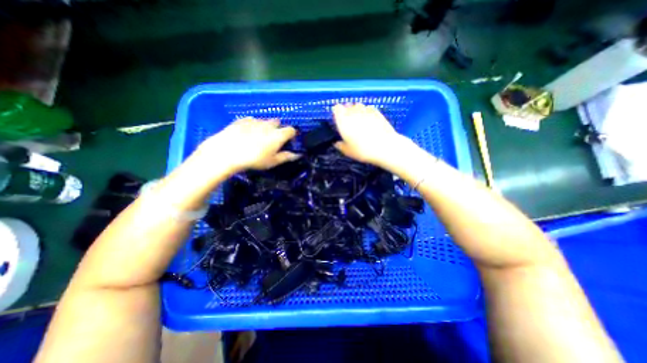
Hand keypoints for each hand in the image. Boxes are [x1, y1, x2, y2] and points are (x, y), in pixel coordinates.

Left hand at [196, 117, 298, 171]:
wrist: (227, 151)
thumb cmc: (254, 159)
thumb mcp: (272, 162)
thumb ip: (286, 157)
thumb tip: (297, 155)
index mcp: (278, 135)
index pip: (291, 130)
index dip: (291, 135)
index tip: (288, 141)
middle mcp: (269, 125)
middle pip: (278, 122)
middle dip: (278, 129)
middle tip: (273, 140)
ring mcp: (255, 120)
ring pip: (265, 121)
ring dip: (266, 127)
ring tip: (259, 137)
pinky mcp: (242, 119)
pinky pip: (252, 120)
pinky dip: (253, 125)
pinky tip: (247, 133)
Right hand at [334, 102, 402, 165]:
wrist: (384, 147)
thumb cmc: (362, 150)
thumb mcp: (348, 151)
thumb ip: (340, 146)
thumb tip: (337, 143)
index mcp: (343, 121)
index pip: (336, 108)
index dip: (337, 112)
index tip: (338, 119)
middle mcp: (353, 112)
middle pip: (347, 105)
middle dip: (347, 111)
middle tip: (349, 122)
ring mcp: (366, 110)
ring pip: (358, 105)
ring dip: (357, 110)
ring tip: (359, 120)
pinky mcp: (377, 111)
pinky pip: (368, 108)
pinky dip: (367, 112)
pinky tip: (369, 120)